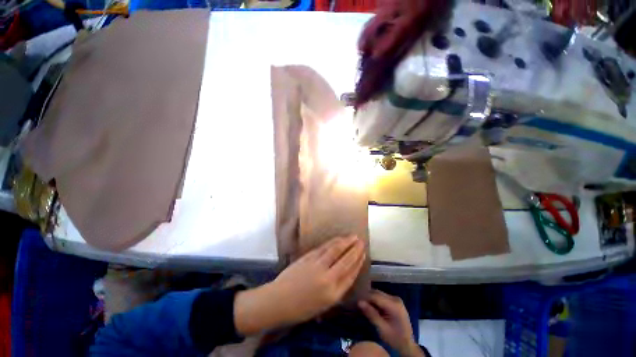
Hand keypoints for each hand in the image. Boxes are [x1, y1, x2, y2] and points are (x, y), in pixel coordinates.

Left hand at [234, 235, 365, 334]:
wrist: (279, 300)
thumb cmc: (302, 307)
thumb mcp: (324, 304)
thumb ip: (338, 289)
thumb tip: (347, 273)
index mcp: (333, 293)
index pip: (350, 274)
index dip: (358, 262)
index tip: (363, 254)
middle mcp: (327, 277)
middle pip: (345, 259)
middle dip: (355, 249)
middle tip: (361, 240)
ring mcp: (317, 265)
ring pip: (335, 250)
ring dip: (345, 242)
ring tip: (353, 236)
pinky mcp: (309, 257)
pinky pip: (324, 248)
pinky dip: (333, 242)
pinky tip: (338, 239)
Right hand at [359, 290, 423, 356]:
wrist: (408, 345)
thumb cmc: (395, 339)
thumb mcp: (382, 328)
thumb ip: (371, 314)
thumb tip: (359, 302)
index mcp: (394, 305)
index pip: (375, 296)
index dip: (365, 297)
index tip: (356, 302)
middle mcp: (395, 298)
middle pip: (377, 293)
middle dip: (367, 297)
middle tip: (359, 303)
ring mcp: (396, 299)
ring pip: (379, 294)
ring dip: (371, 299)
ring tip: (363, 305)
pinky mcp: (395, 302)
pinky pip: (382, 297)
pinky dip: (376, 301)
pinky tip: (371, 307)